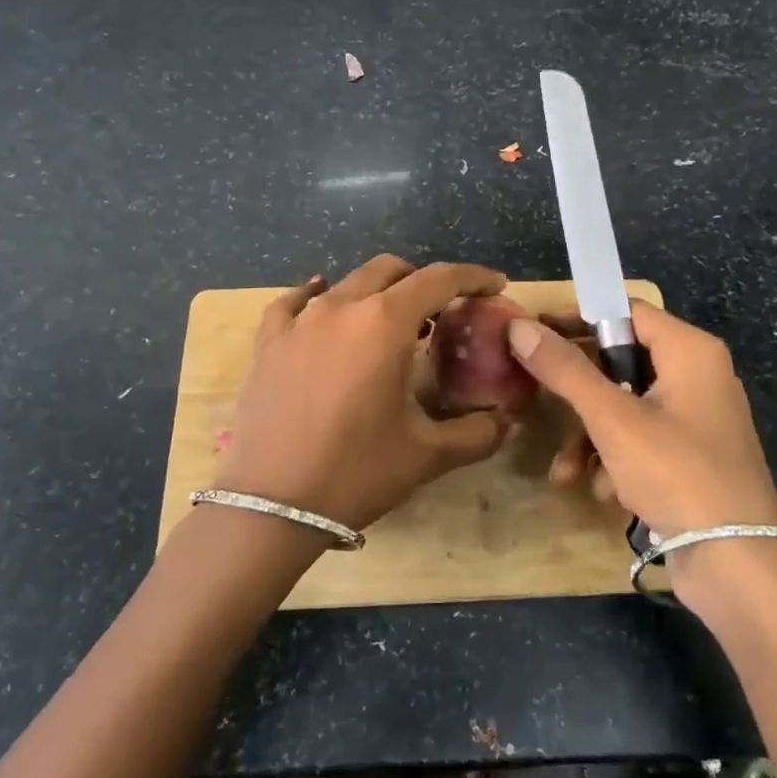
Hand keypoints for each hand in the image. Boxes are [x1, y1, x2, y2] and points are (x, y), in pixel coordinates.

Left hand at [214, 255, 512, 530]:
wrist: (271, 506)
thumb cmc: (356, 473)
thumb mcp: (427, 455)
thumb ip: (477, 432)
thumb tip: (507, 421)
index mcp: (384, 323)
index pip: (439, 279)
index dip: (473, 276)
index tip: (495, 284)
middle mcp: (341, 306)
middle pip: (391, 271)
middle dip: (423, 282)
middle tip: (441, 314)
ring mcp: (299, 321)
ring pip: (348, 283)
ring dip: (378, 293)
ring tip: (392, 326)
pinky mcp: (268, 341)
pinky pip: (295, 302)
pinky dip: (318, 296)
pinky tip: (321, 303)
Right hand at [506, 300, 776, 540]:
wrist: (738, 565)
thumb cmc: (676, 473)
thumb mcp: (612, 418)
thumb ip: (564, 369)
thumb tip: (519, 326)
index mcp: (690, 351)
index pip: (626, 311)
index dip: (578, 317)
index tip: (535, 331)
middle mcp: (698, 376)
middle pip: (622, 361)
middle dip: (578, 392)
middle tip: (537, 394)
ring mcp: (697, 419)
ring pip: (626, 407)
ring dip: (591, 436)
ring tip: (566, 472)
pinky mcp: (693, 457)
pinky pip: (643, 440)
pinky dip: (617, 460)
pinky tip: (605, 493)